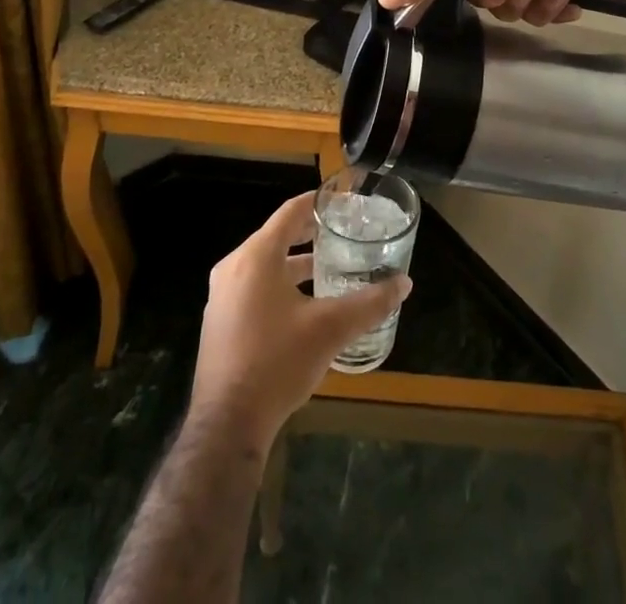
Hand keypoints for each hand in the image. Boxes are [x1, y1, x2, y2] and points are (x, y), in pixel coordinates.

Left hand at [190, 193, 410, 451]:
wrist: (226, 427)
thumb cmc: (277, 363)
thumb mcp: (331, 329)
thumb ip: (370, 303)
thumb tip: (404, 284)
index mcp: (257, 256)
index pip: (291, 211)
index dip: (319, 201)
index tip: (345, 198)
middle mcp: (234, 267)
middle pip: (277, 236)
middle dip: (310, 233)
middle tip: (343, 232)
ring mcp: (222, 296)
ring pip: (265, 264)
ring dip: (295, 261)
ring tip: (329, 266)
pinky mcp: (220, 322)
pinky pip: (253, 287)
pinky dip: (279, 283)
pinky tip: (304, 305)